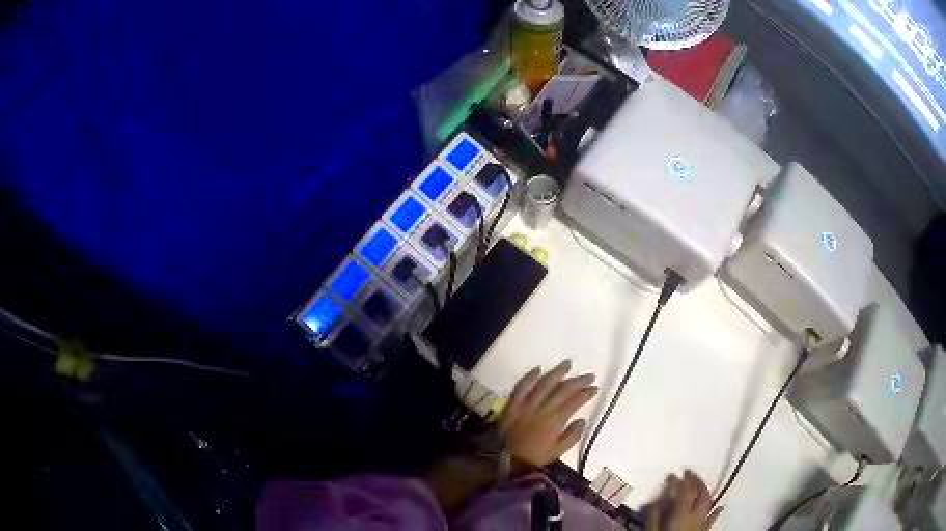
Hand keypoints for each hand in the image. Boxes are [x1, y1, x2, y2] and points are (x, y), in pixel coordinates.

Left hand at [498, 360, 597, 467]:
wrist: (504, 459)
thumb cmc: (533, 457)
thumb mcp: (557, 452)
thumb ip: (572, 436)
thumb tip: (582, 420)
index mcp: (555, 420)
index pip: (574, 401)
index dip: (586, 393)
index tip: (595, 388)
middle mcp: (542, 408)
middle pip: (562, 390)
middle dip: (578, 381)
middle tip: (589, 375)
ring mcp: (526, 404)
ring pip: (544, 384)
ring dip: (557, 373)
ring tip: (567, 364)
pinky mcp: (513, 404)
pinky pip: (522, 386)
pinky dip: (530, 377)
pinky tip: (538, 369)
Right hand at [647, 471, 722, 530]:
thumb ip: (654, 516)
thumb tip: (657, 500)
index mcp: (682, 513)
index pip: (684, 490)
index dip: (679, 480)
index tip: (672, 474)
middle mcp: (696, 514)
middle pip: (701, 493)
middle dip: (696, 481)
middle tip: (689, 473)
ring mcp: (703, 522)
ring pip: (709, 501)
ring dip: (705, 491)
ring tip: (700, 485)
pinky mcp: (706, 530)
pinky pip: (713, 517)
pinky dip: (717, 509)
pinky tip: (720, 505)